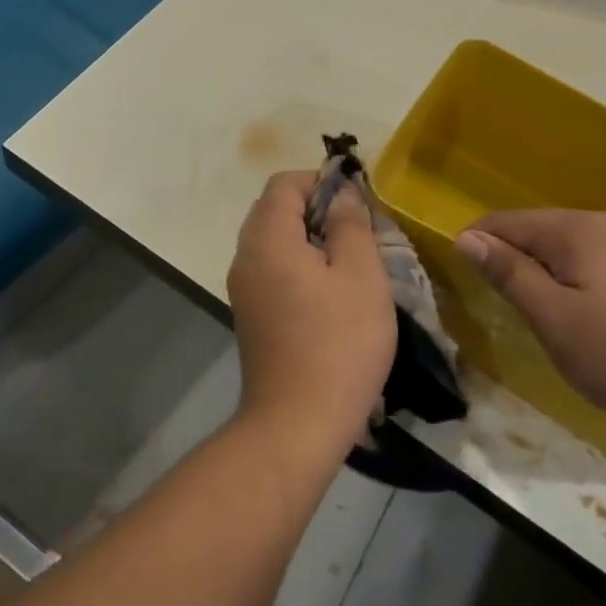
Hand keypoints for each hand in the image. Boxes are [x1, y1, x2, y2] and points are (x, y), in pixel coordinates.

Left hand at [226, 171, 396, 461]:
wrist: (296, 424)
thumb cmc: (338, 343)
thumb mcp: (361, 276)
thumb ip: (350, 224)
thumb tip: (342, 194)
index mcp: (267, 237)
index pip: (285, 183)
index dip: (321, 181)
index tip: (357, 201)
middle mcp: (245, 256)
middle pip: (275, 209)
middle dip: (316, 209)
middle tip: (358, 230)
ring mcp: (243, 288)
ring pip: (274, 241)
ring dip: (310, 239)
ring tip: (350, 261)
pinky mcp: (250, 315)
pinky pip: (272, 270)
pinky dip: (298, 265)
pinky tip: (330, 293)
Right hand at [456, 210, 605, 431]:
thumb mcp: (553, 319)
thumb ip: (509, 273)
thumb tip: (467, 237)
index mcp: (576, 229)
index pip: (507, 222)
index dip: (478, 243)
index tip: (463, 275)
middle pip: (540, 228)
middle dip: (513, 256)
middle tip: (503, 302)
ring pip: (570, 244)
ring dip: (546, 268)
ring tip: (540, 309)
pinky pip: (599, 258)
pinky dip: (578, 276)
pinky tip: (586, 311)